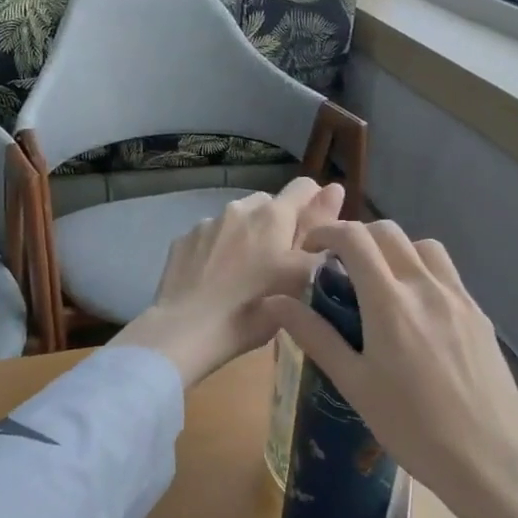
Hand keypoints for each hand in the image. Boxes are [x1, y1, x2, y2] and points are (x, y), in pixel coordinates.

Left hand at [112, 178, 345, 387]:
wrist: (186, 330)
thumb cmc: (254, 307)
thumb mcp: (301, 277)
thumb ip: (320, 230)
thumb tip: (335, 189)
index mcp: (274, 214)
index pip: (304, 187)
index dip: (315, 205)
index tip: (314, 235)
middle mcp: (240, 208)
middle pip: (269, 204)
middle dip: (277, 225)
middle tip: (278, 264)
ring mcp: (207, 222)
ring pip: (237, 220)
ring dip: (246, 236)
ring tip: (243, 274)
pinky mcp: (182, 240)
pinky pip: (209, 236)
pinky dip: (217, 250)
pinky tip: (214, 279)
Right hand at [262, 220, 517, 517]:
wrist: (490, 458)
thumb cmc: (411, 427)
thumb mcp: (354, 383)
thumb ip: (314, 335)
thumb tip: (273, 301)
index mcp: (390, 302)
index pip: (355, 239)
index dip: (327, 232)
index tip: (310, 249)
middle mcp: (426, 287)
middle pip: (389, 232)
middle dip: (358, 238)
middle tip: (339, 268)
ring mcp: (459, 298)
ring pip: (423, 247)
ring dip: (394, 250)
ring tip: (379, 283)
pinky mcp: (479, 314)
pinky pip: (446, 274)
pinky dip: (422, 272)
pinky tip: (415, 312)